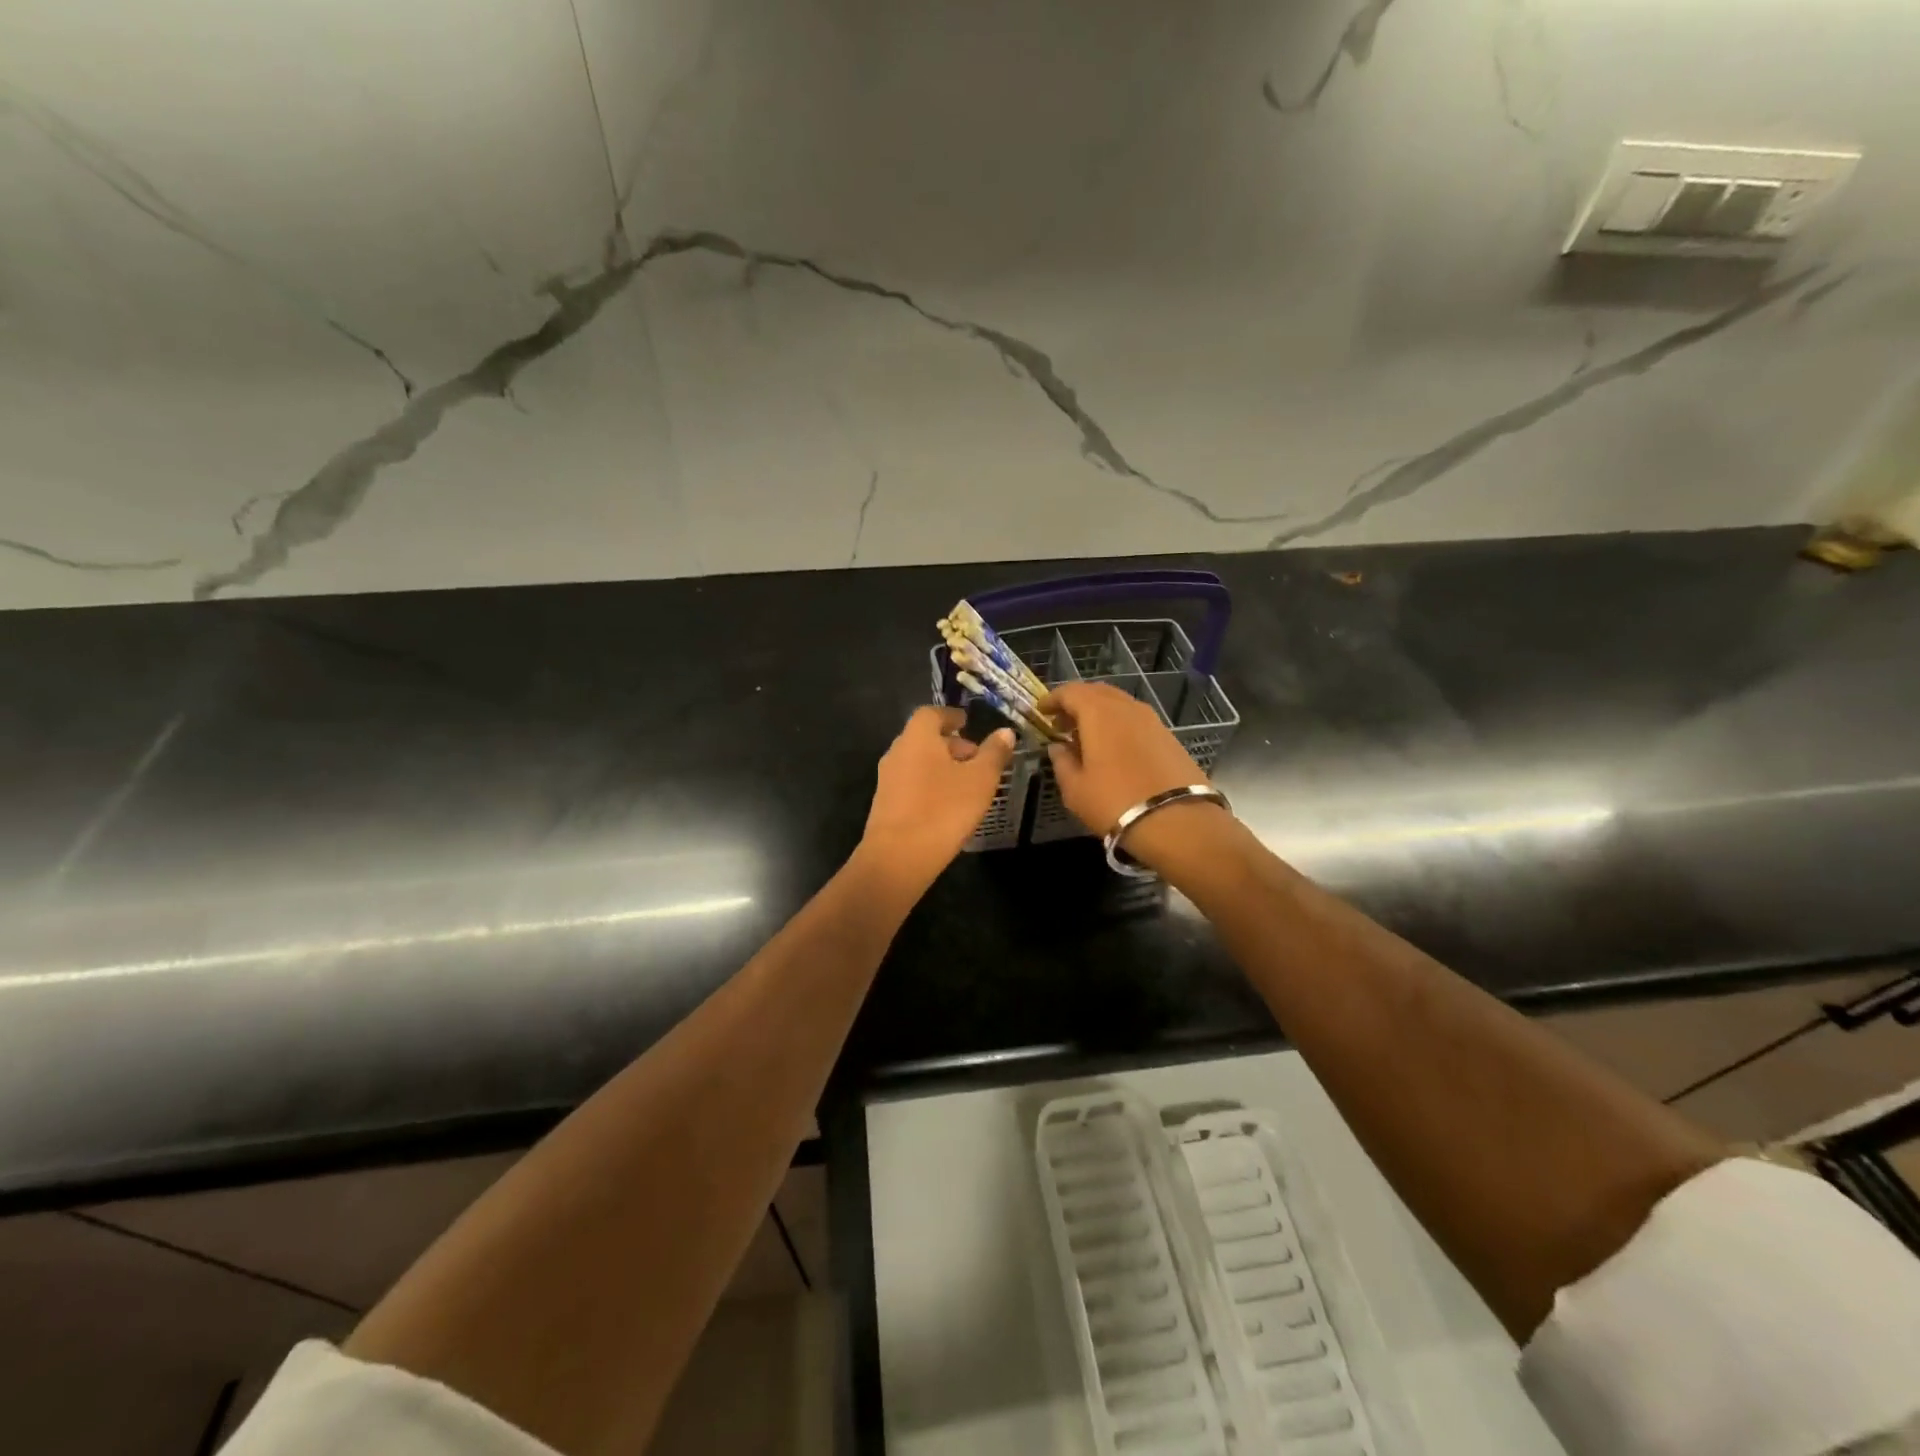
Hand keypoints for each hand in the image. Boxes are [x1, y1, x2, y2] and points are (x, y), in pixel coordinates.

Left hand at [860, 707, 1015, 889]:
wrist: (898, 857)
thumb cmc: (943, 809)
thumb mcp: (980, 780)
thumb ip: (994, 753)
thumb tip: (1005, 732)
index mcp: (917, 737)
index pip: (931, 714)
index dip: (950, 716)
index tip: (967, 722)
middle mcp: (897, 752)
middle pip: (923, 738)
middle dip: (950, 743)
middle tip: (975, 756)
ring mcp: (887, 780)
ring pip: (917, 762)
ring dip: (940, 766)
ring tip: (966, 783)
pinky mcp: (884, 805)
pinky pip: (910, 784)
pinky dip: (929, 784)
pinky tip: (947, 805)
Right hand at [1044, 682, 1221, 851]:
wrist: (1178, 821)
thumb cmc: (1115, 802)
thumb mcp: (1075, 789)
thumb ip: (1062, 762)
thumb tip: (1058, 747)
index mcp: (1099, 712)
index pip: (1070, 692)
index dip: (1053, 699)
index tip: (1042, 711)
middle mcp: (1126, 707)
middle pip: (1097, 692)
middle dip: (1076, 703)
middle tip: (1062, 724)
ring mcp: (1152, 720)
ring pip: (1119, 705)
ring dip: (1099, 714)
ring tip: (1087, 738)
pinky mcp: (1169, 736)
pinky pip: (1135, 720)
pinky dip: (1119, 726)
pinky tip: (1114, 749)